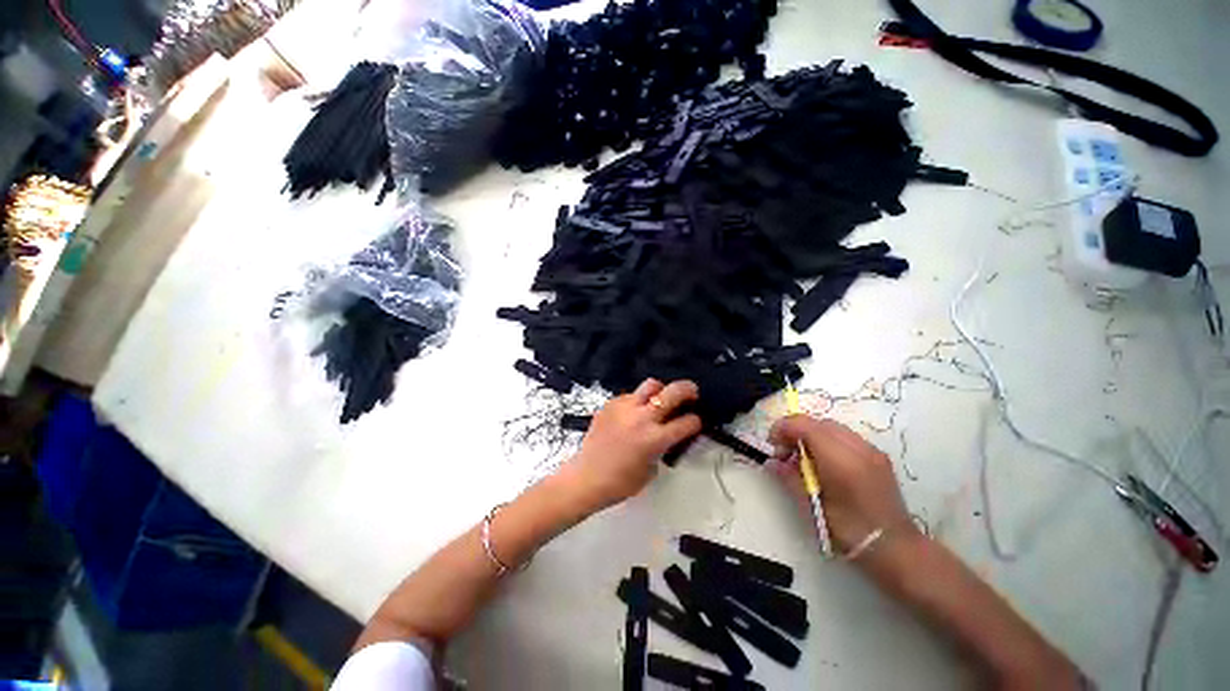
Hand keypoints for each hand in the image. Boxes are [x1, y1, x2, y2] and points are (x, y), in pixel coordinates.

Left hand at [560, 379, 701, 512]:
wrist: (587, 477)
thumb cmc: (620, 482)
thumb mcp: (651, 469)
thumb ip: (662, 448)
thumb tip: (666, 436)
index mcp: (656, 439)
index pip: (687, 422)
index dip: (696, 422)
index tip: (695, 422)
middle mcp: (642, 418)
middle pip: (673, 392)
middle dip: (688, 389)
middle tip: (691, 392)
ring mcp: (625, 408)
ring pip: (650, 385)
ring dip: (660, 390)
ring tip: (660, 397)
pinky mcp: (610, 404)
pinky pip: (630, 395)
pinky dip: (637, 401)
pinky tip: (633, 412)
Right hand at [768, 415, 919, 564]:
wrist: (896, 549)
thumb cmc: (850, 531)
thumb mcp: (812, 506)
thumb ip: (790, 478)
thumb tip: (771, 462)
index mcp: (839, 459)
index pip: (804, 425)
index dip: (782, 429)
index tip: (773, 447)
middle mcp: (857, 447)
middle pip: (817, 422)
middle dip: (796, 432)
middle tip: (786, 455)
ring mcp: (871, 450)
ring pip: (831, 427)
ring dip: (811, 436)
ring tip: (805, 461)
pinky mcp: (878, 456)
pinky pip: (845, 437)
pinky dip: (828, 442)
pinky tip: (825, 465)